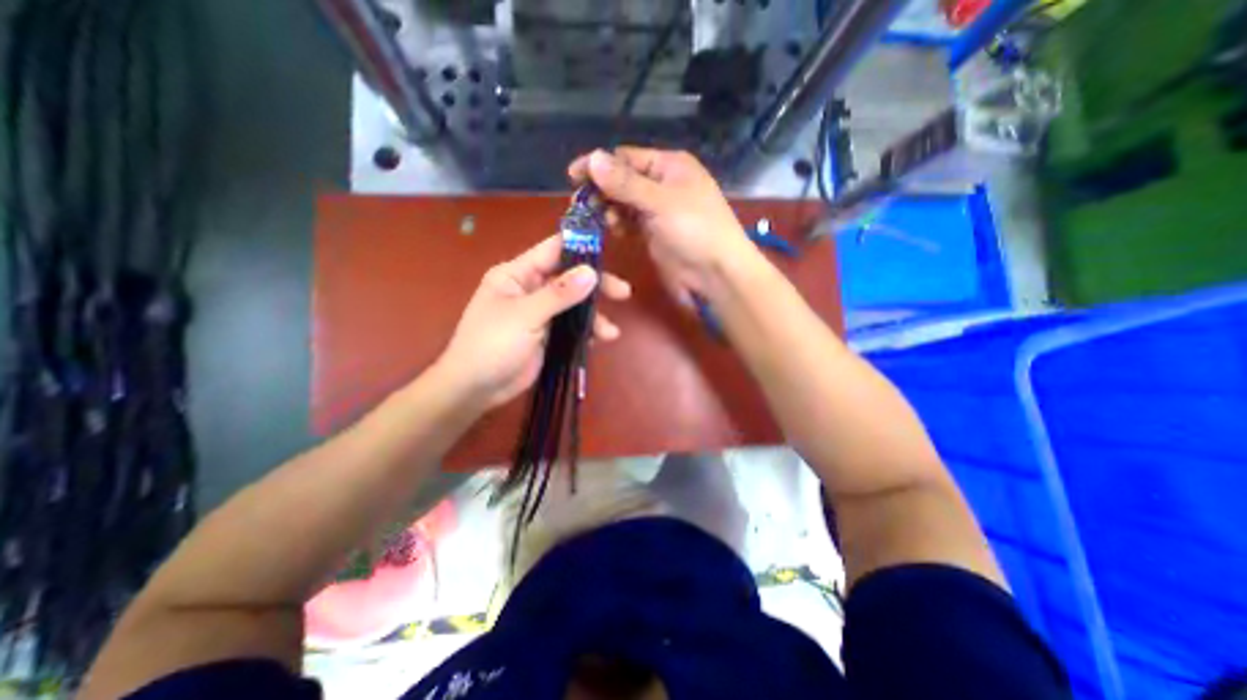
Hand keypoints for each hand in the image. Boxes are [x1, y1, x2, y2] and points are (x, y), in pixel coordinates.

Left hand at [436, 236, 632, 410]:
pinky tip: (599, 341)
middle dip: (596, 286)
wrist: (475, 388)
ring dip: (594, 317)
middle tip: (623, 292)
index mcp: (517, 275)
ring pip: (574, 306)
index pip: (552, 251)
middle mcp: (531, 289)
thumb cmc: (491, 345)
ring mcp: (541, 313)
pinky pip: (572, 327)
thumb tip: (591, 272)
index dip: (579, 247)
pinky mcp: (548, 335)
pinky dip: (586, 332)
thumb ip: (558, 294)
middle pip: (569, 279)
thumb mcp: (525, 316)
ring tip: (611, 332)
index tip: (609, 251)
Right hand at [569, 144, 759, 305]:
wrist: (716, 276)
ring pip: (624, 203)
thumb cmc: (695, 231)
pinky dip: (618, 225)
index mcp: (670, 166)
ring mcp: (658, 212)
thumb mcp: (660, 202)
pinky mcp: (654, 235)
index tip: (572, 177)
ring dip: (609, 209)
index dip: (599, 165)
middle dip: (602, 190)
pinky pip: (630, 224)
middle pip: (623, 180)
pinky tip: (610, 230)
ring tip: (596, 220)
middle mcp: (663, 185)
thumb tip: (593, 158)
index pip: (626, 158)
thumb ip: (625, 183)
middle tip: (581, 205)